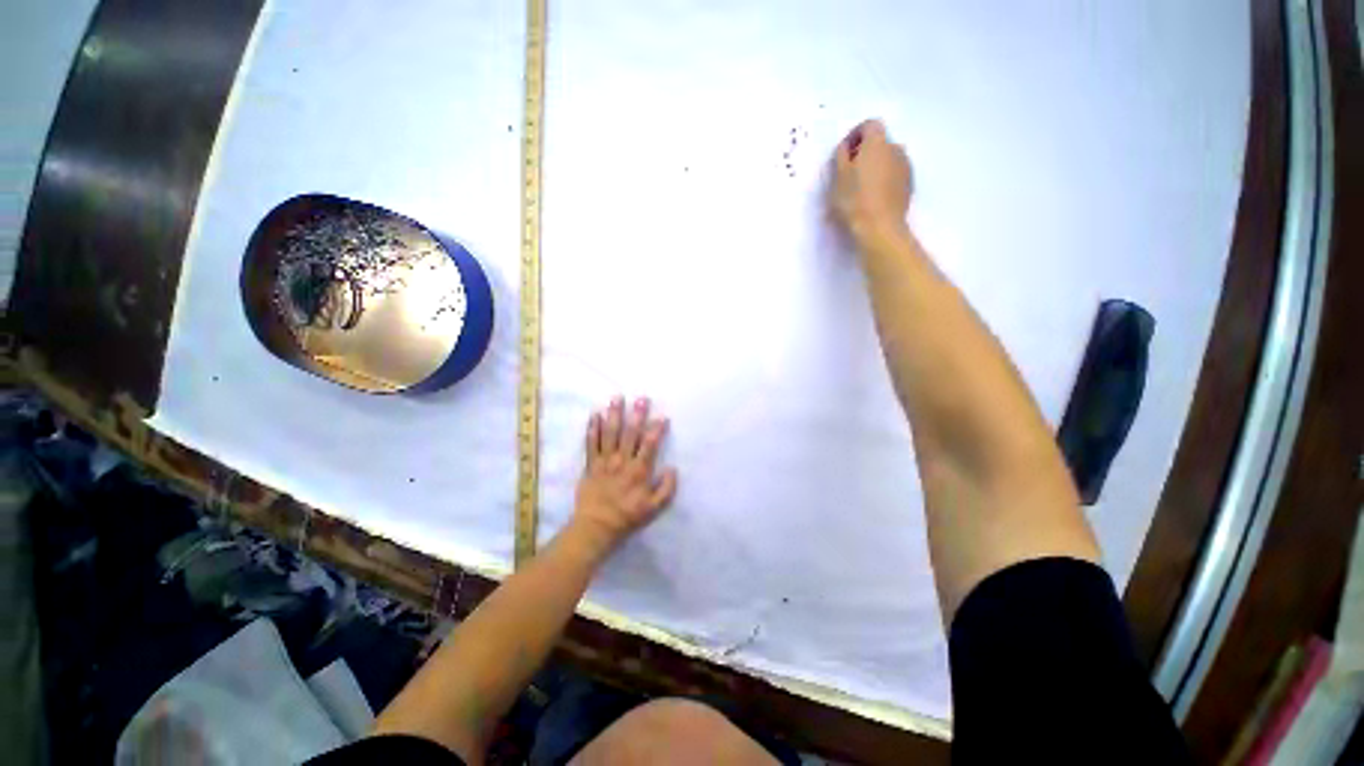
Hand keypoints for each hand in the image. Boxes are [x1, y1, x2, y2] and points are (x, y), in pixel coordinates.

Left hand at [570, 396, 677, 555]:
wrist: (596, 527)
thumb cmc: (627, 517)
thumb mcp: (654, 509)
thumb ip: (666, 489)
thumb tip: (672, 468)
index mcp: (639, 471)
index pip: (650, 444)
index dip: (657, 429)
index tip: (663, 416)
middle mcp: (622, 461)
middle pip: (630, 433)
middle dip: (637, 414)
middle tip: (641, 398)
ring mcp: (604, 461)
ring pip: (610, 433)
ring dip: (614, 414)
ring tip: (617, 398)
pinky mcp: (590, 464)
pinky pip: (591, 443)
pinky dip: (593, 428)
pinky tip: (595, 414)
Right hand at [829, 119, 912, 245]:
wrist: (880, 228)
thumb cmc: (854, 200)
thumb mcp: (838, 177)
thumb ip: (841, 157)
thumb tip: (846, 149)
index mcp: (877, 142)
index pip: (869, 124)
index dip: (855, 135)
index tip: (843, 153)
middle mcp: (896, 148)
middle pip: (879, 142)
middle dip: (865, 153)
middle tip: (849, 173)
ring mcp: (906, 167)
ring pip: (888, 159)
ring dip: (875, 167)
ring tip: (860, 188)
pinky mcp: (909, 185)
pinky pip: (894, 175)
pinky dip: (883, 180)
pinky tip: (872, 198)